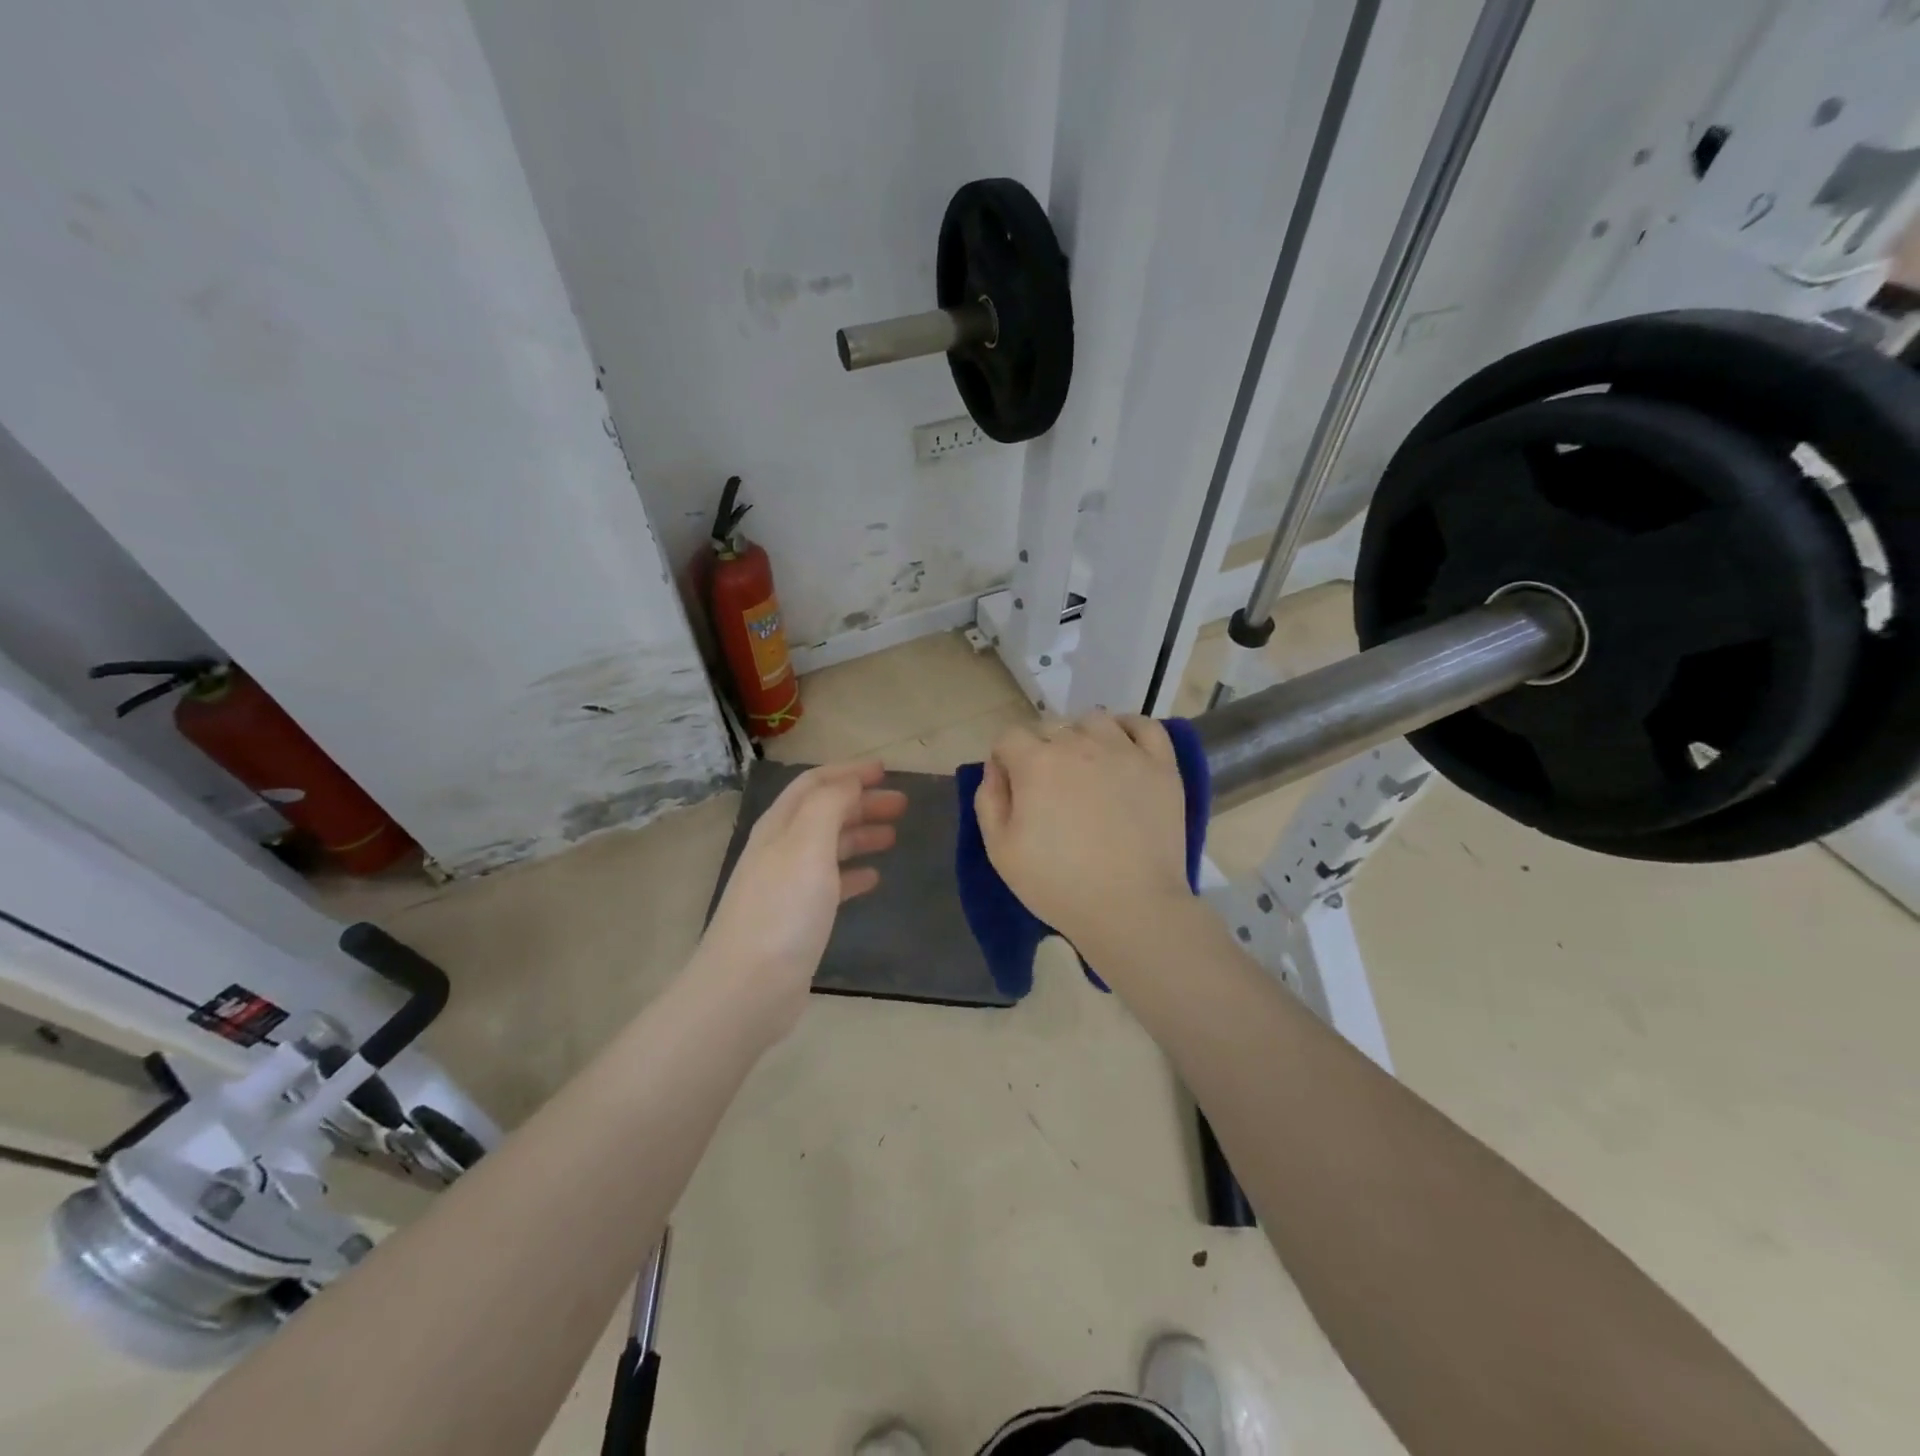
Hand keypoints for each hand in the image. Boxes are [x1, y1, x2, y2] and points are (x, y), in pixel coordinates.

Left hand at [696, 761, 906, 1040]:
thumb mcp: (807, 845)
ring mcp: (787, 885)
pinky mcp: (797, 918)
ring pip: (829, 847)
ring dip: (860, 834)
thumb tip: (849, 782)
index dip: (848, 772)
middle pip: (824, 813)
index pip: (814, 784)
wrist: (748, 988)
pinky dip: (853, 873)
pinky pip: (830, 883)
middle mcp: (780, 849)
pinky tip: (874, 878)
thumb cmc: (782, 910)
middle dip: (861, 802)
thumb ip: (829, 805)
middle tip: (902, 804)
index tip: (885, 770)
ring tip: (894, 836)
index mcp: (780, 826)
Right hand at [974, 713, 1190, 951]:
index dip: (1004, 758)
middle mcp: (1080, 744)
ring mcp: (1125, 751)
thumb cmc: (1058, 884)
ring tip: (1085, 766)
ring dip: (1081, 736)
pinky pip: (1145, 726)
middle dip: (1040, 750)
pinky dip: (1129, 729)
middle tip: (1048, 789)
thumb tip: (996, 768)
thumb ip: (989, 800)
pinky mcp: (1161, 766)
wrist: (1131, 907)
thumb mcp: (1000, 851)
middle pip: (1051, 727)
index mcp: (1037, 763)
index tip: (1011, 785)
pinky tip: (1122, 748)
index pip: (1009, 737)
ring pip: (1094, 720)